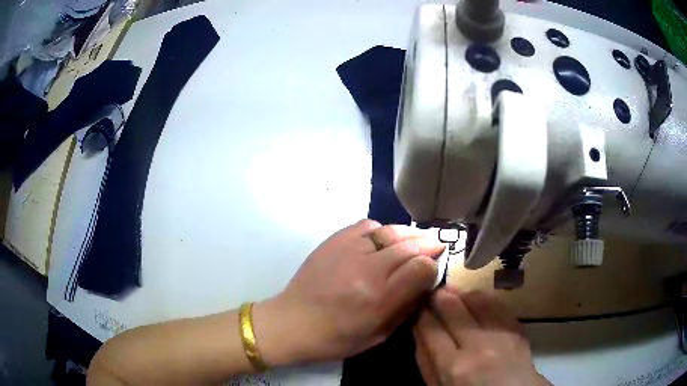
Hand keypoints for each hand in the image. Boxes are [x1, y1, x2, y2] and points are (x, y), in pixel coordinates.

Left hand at [254, 219, 444, 364]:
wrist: (291, 322)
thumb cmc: (334, 339)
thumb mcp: (377, 336)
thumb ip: (405, 310)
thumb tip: (423, 284)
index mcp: (379, 299)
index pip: (421, 269)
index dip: (433, 265)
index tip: (434, 267)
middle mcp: (366, 270)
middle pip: (409, 246)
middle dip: (428, 244)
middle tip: (437, 244)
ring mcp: (348, 251)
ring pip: (390, 232)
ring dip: (409, 234)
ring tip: (418, 237)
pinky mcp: (333, 241)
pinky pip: (366, 226)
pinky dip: (381, 229)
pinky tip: (384, 238)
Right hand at [413, 288, 549, 385]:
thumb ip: (426, 362)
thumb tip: (419, 330)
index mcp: (453, 367)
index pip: (431, 329)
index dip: (422, 313)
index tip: (418, 307)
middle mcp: (478, 346)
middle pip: (453, 309)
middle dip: (439, 297)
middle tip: (433, 293)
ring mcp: (501, 334)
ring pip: (476, 300)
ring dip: (461, 294)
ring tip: (452, 294)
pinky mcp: (517, 328)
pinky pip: (497, 304)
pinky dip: (482, 298)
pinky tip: (475, 299)